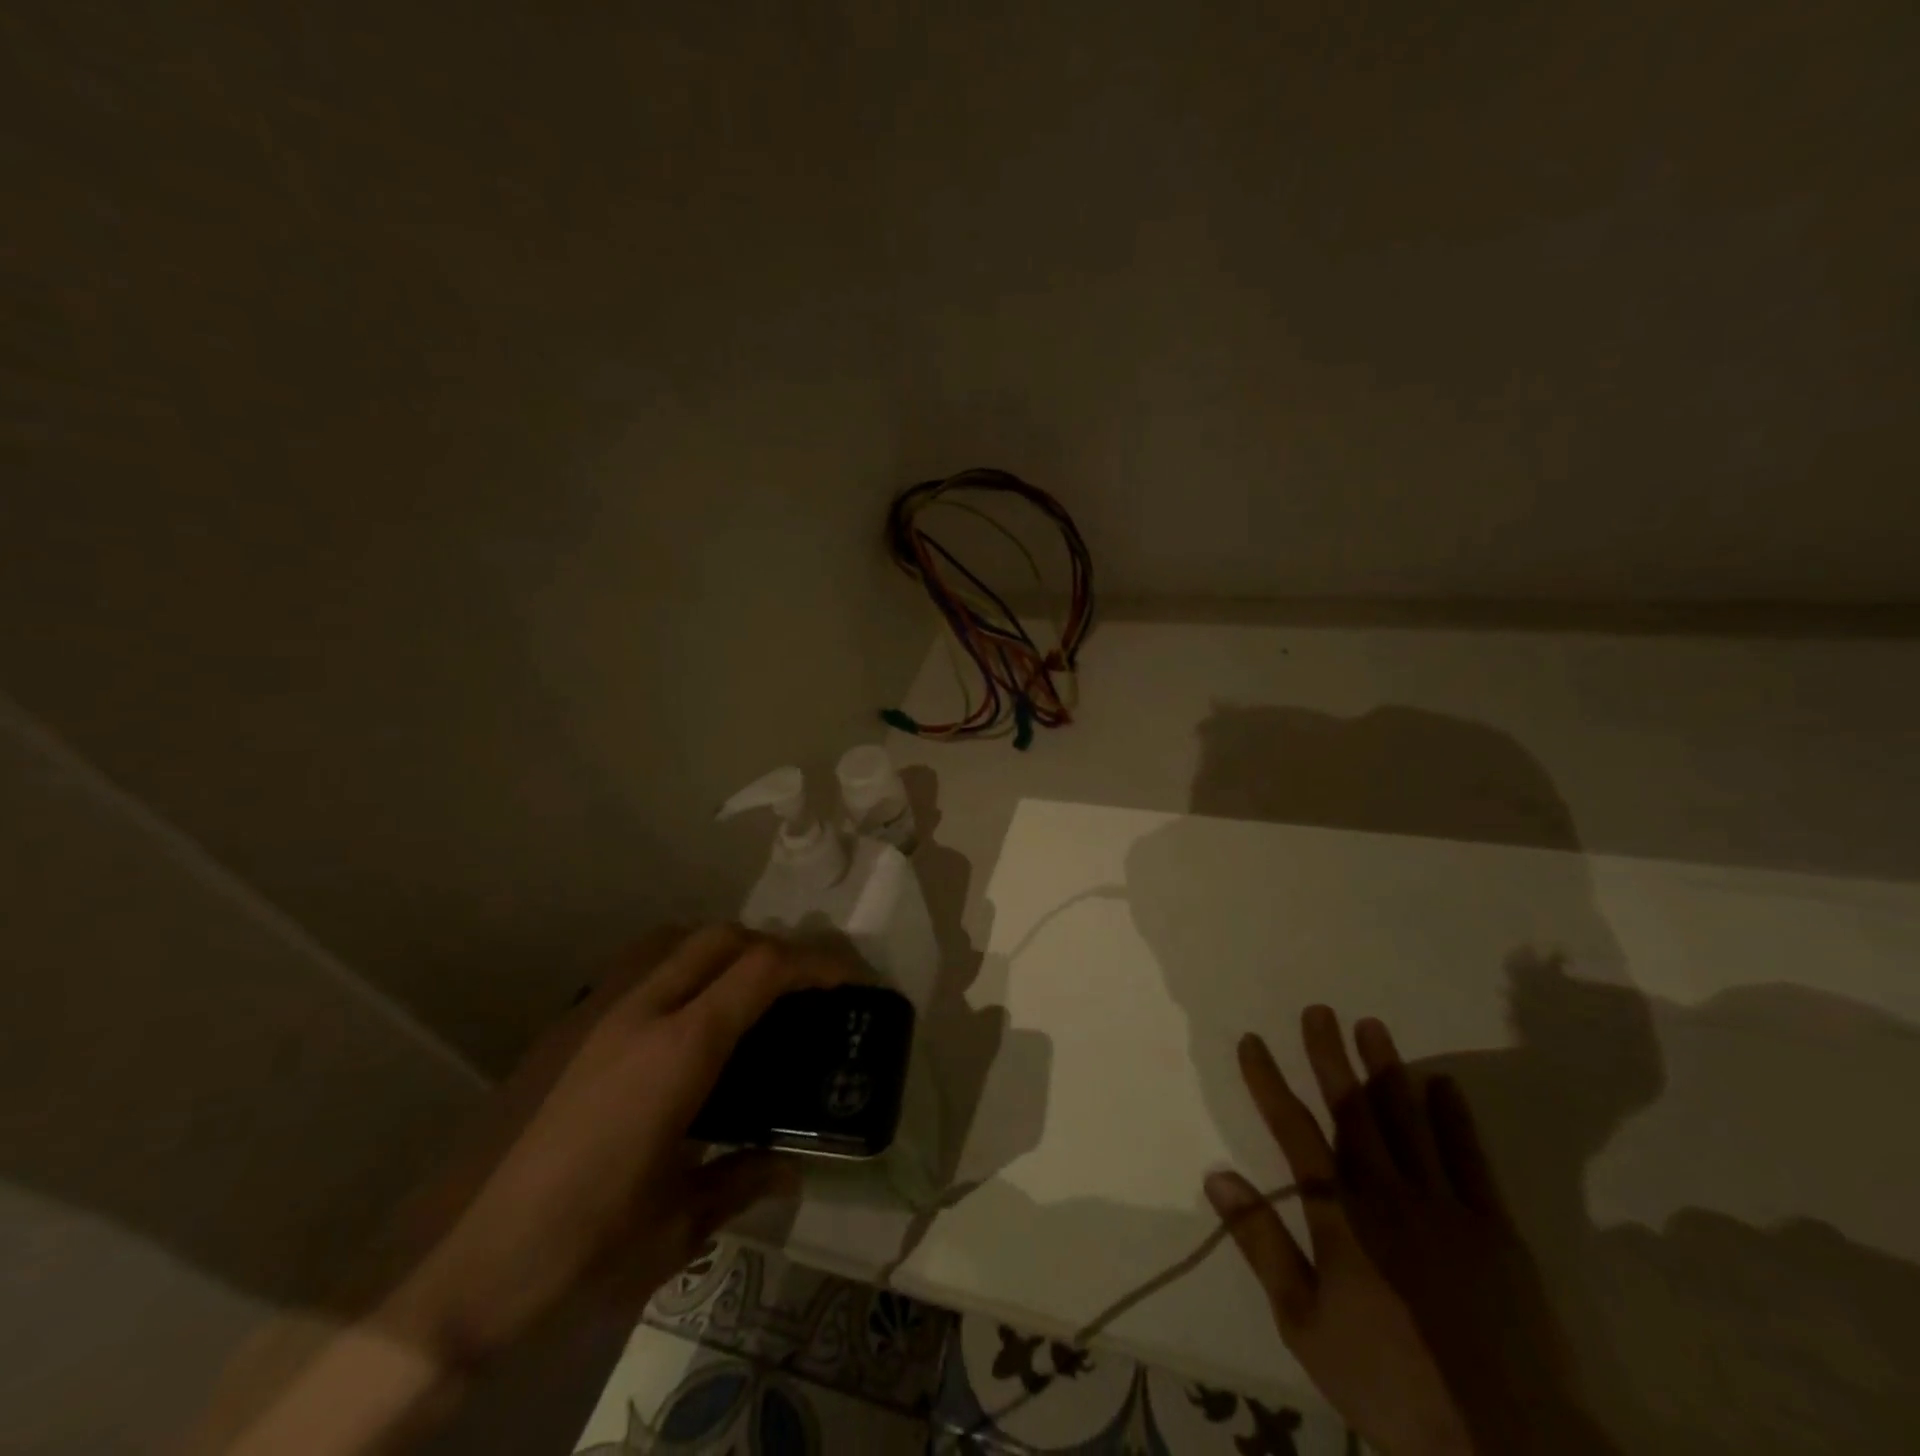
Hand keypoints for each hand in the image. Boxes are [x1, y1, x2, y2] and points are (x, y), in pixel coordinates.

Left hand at [385, 925, 848, 1364]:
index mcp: (679, 1050)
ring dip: (723, 947)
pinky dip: (678, 963)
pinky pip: (636, 964)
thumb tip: (789, 1167)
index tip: (850, 978)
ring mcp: (593, 1010)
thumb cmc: (572, 1252)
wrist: (441, 1276)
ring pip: (674, 938)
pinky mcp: (561, 1025)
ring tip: (745, 991)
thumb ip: (741, 1182)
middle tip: (803, 987)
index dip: (817, 962)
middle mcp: (639, 1009)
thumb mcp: (673, 1229)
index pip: (763, 970)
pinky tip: (679, 1018)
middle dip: (774, 948)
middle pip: (723, 938)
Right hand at [1206, 1011, 1474, 1455]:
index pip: (1294, 1131)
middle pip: (1352, 1109)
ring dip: (1387, 1069)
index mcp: (1340, 1213)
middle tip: (1318, 1010)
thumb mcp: (1305, 1322)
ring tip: (1370, 1026)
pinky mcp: (1495, 1228)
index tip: (1252, 1041)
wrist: (1506, 1446)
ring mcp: (1446, 1206)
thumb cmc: (1390, 1382)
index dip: (1269, 1082)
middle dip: (1329, 1056)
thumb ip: (1262, 1243)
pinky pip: (1470, 1159)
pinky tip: (1444, 1085)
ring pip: (1408, 1120)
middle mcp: (1388, 1192)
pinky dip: (1455, 1118)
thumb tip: (1218, 1175)